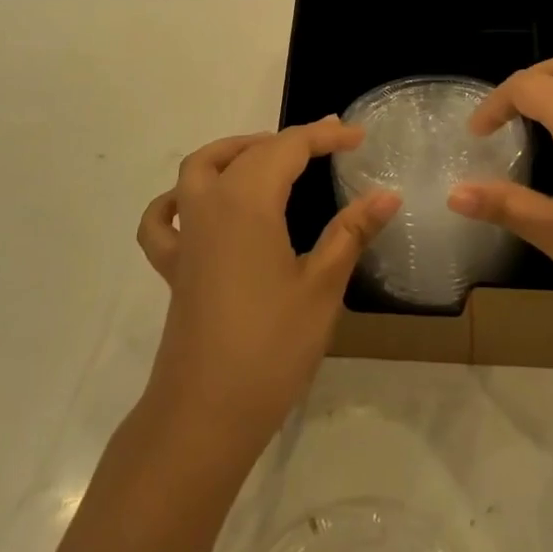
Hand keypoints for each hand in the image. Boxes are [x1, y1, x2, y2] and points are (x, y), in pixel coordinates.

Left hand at [136, 119, 399, 454]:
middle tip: (330, 142)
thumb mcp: (322, 287)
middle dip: (290, 140)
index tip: (359, 136)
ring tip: (271, 158)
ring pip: (200, 169)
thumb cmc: (271, 347)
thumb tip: (388, 194)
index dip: (325, 136)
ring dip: (234, 152)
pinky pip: (164, 219)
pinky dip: (178, 200)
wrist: (205, 414)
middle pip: (249, 153)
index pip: (289, 148)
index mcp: (247, 202)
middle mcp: (210, 205)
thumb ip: (351, 232)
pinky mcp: (173, 267)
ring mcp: (186, 236)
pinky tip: (198, 206)